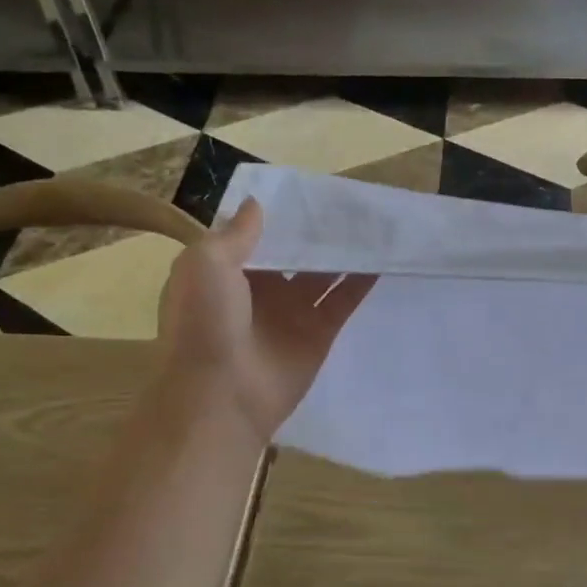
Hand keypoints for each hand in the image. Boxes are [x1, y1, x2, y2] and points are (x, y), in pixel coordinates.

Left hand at [157, 199, 374, 443]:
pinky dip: (361, 281)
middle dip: (315, 232)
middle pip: (293, 254)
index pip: (255, 237)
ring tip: (371, 223)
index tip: (306, 190)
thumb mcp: (206, 264)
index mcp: (225, 272)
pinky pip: (343, 301)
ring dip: (342, 252)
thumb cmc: (204, 323)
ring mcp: (291, 313)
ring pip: (322, 274)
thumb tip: (256, 204)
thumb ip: (236, 234)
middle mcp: (259, 290)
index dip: (278, 215)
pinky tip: (382, 257)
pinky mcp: (318, 334)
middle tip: (346, 201)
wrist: (220, 395)